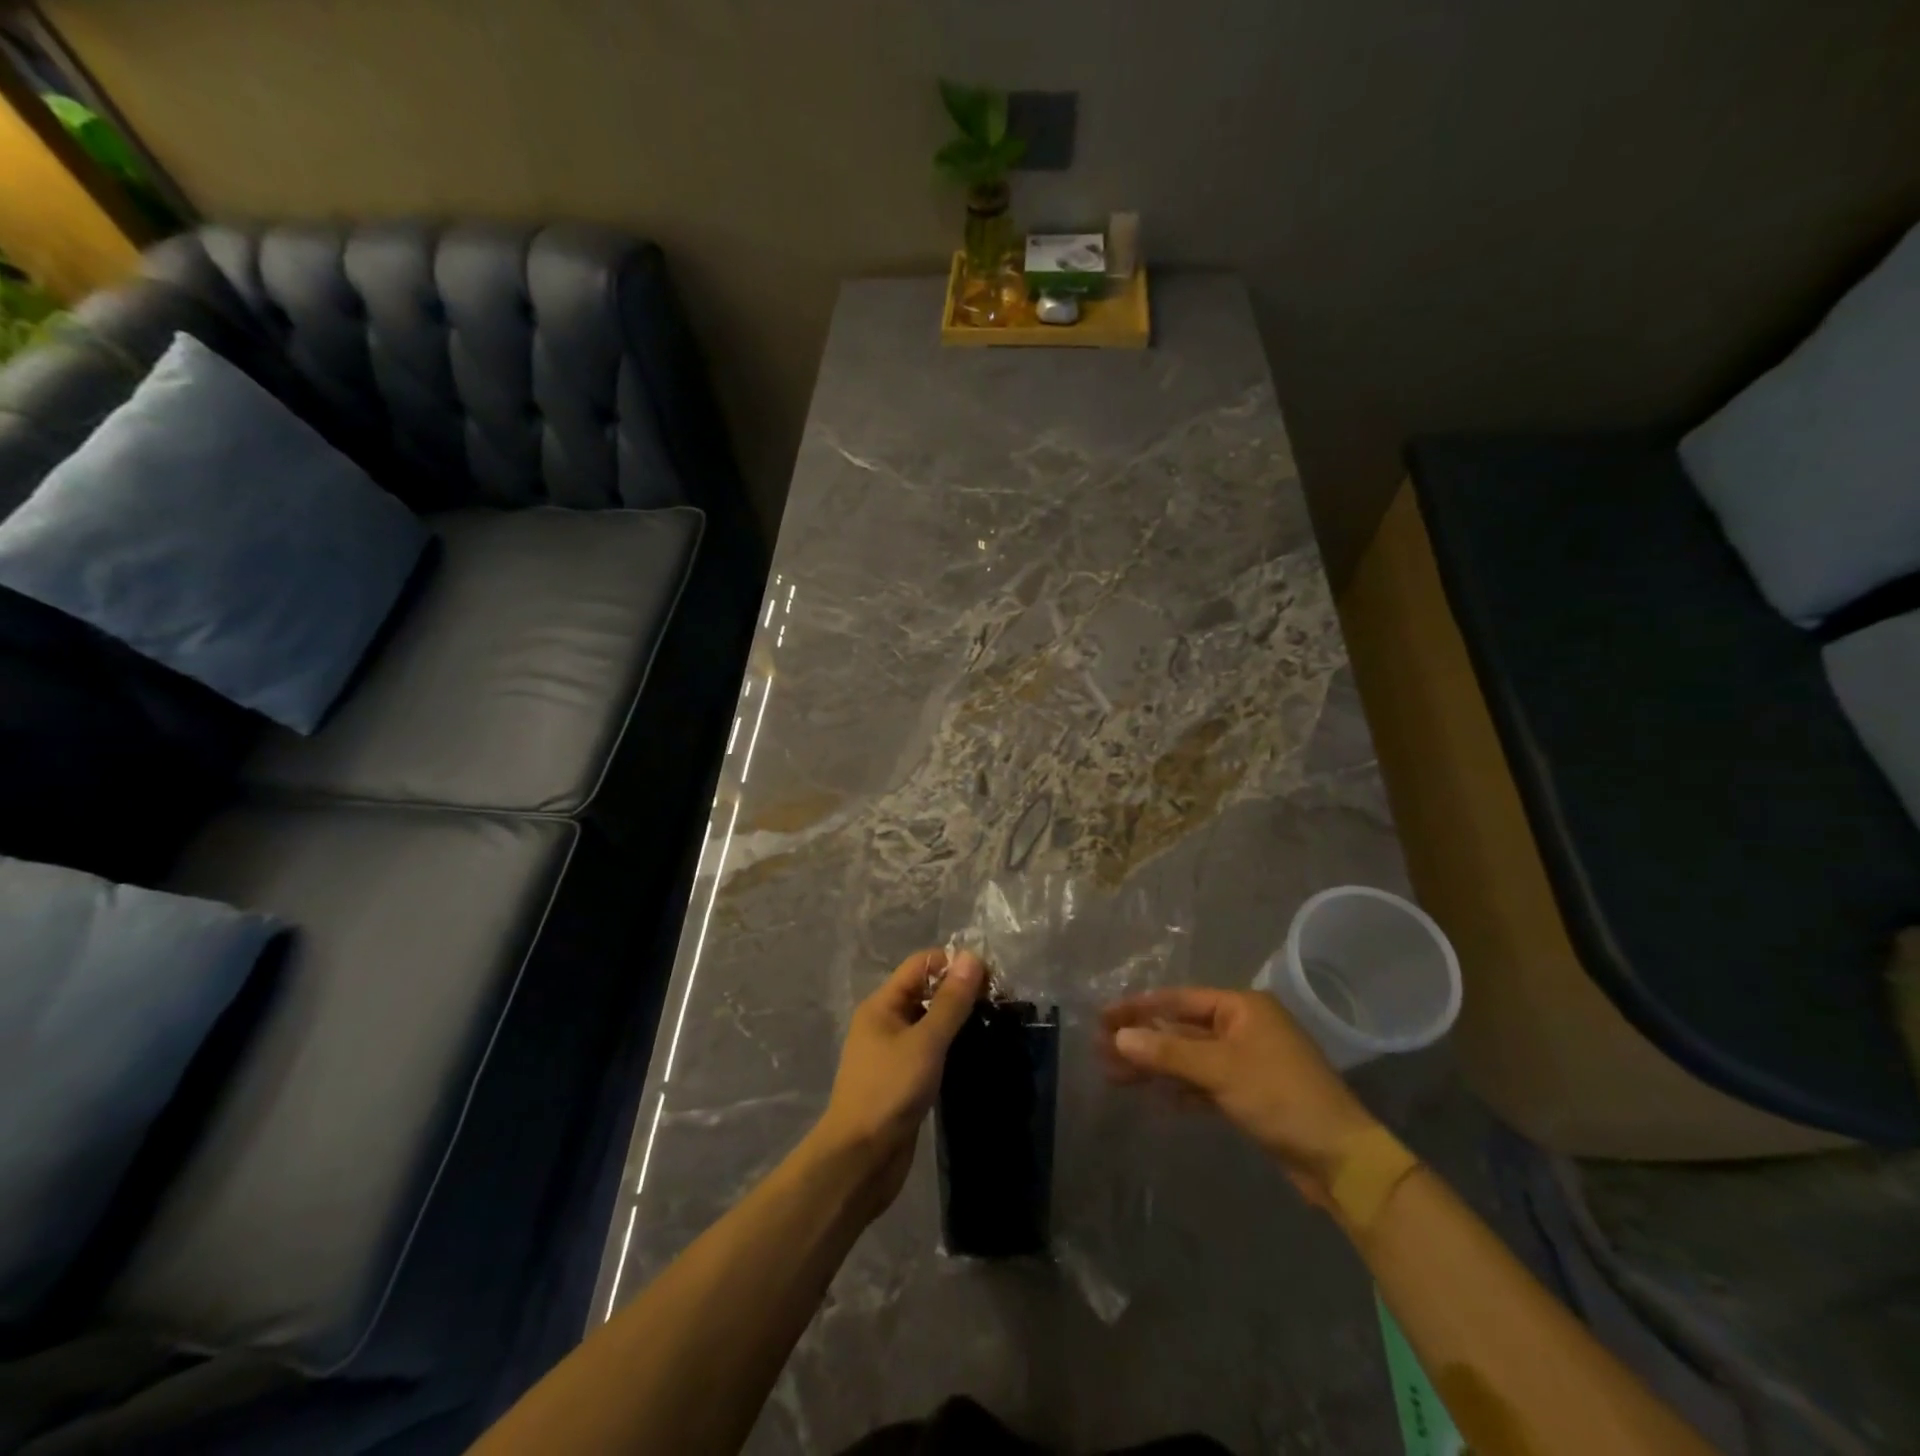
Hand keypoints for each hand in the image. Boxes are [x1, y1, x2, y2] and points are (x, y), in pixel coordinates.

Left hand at [812, 948, 984, 1213]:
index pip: (921, 965)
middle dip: (961, 991)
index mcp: (883, 1004)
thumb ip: (950, 1002)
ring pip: (931, 1022)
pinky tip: (977, 1052)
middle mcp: (886, 1022)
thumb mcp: (925, 1042)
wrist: (861, 1159)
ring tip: (996, 1023)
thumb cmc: (889, 1091)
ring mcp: (894, 1052)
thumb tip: (972, 957)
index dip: (954, 964)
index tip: (992, 977)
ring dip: (959, 1020)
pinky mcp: (904, 1079)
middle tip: (1001, 1001)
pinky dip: (952, 1046)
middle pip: (926, 991)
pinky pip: (931, 1049)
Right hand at [1102, 987, 1380, 1205]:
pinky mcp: (1249, 1095)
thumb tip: (1120, 1036)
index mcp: (1242, 1007)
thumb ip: (1168, 1052)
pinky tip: (1154, 1100)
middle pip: (1181, 1029)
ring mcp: (1247, 1062)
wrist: (1341, 1160)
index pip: (1179, 1000)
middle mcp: (1243, 1028)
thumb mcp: (1221, 1070)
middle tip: (1100, 1049)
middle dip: (1143, 1040)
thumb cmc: (1281, 1098)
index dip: (1139, 1008)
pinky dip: (1180, 1089)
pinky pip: (1204, 1084)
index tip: (1104, 1016)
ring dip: (1155, 1067)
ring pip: (1189, 1058)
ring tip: (1113, 1075)